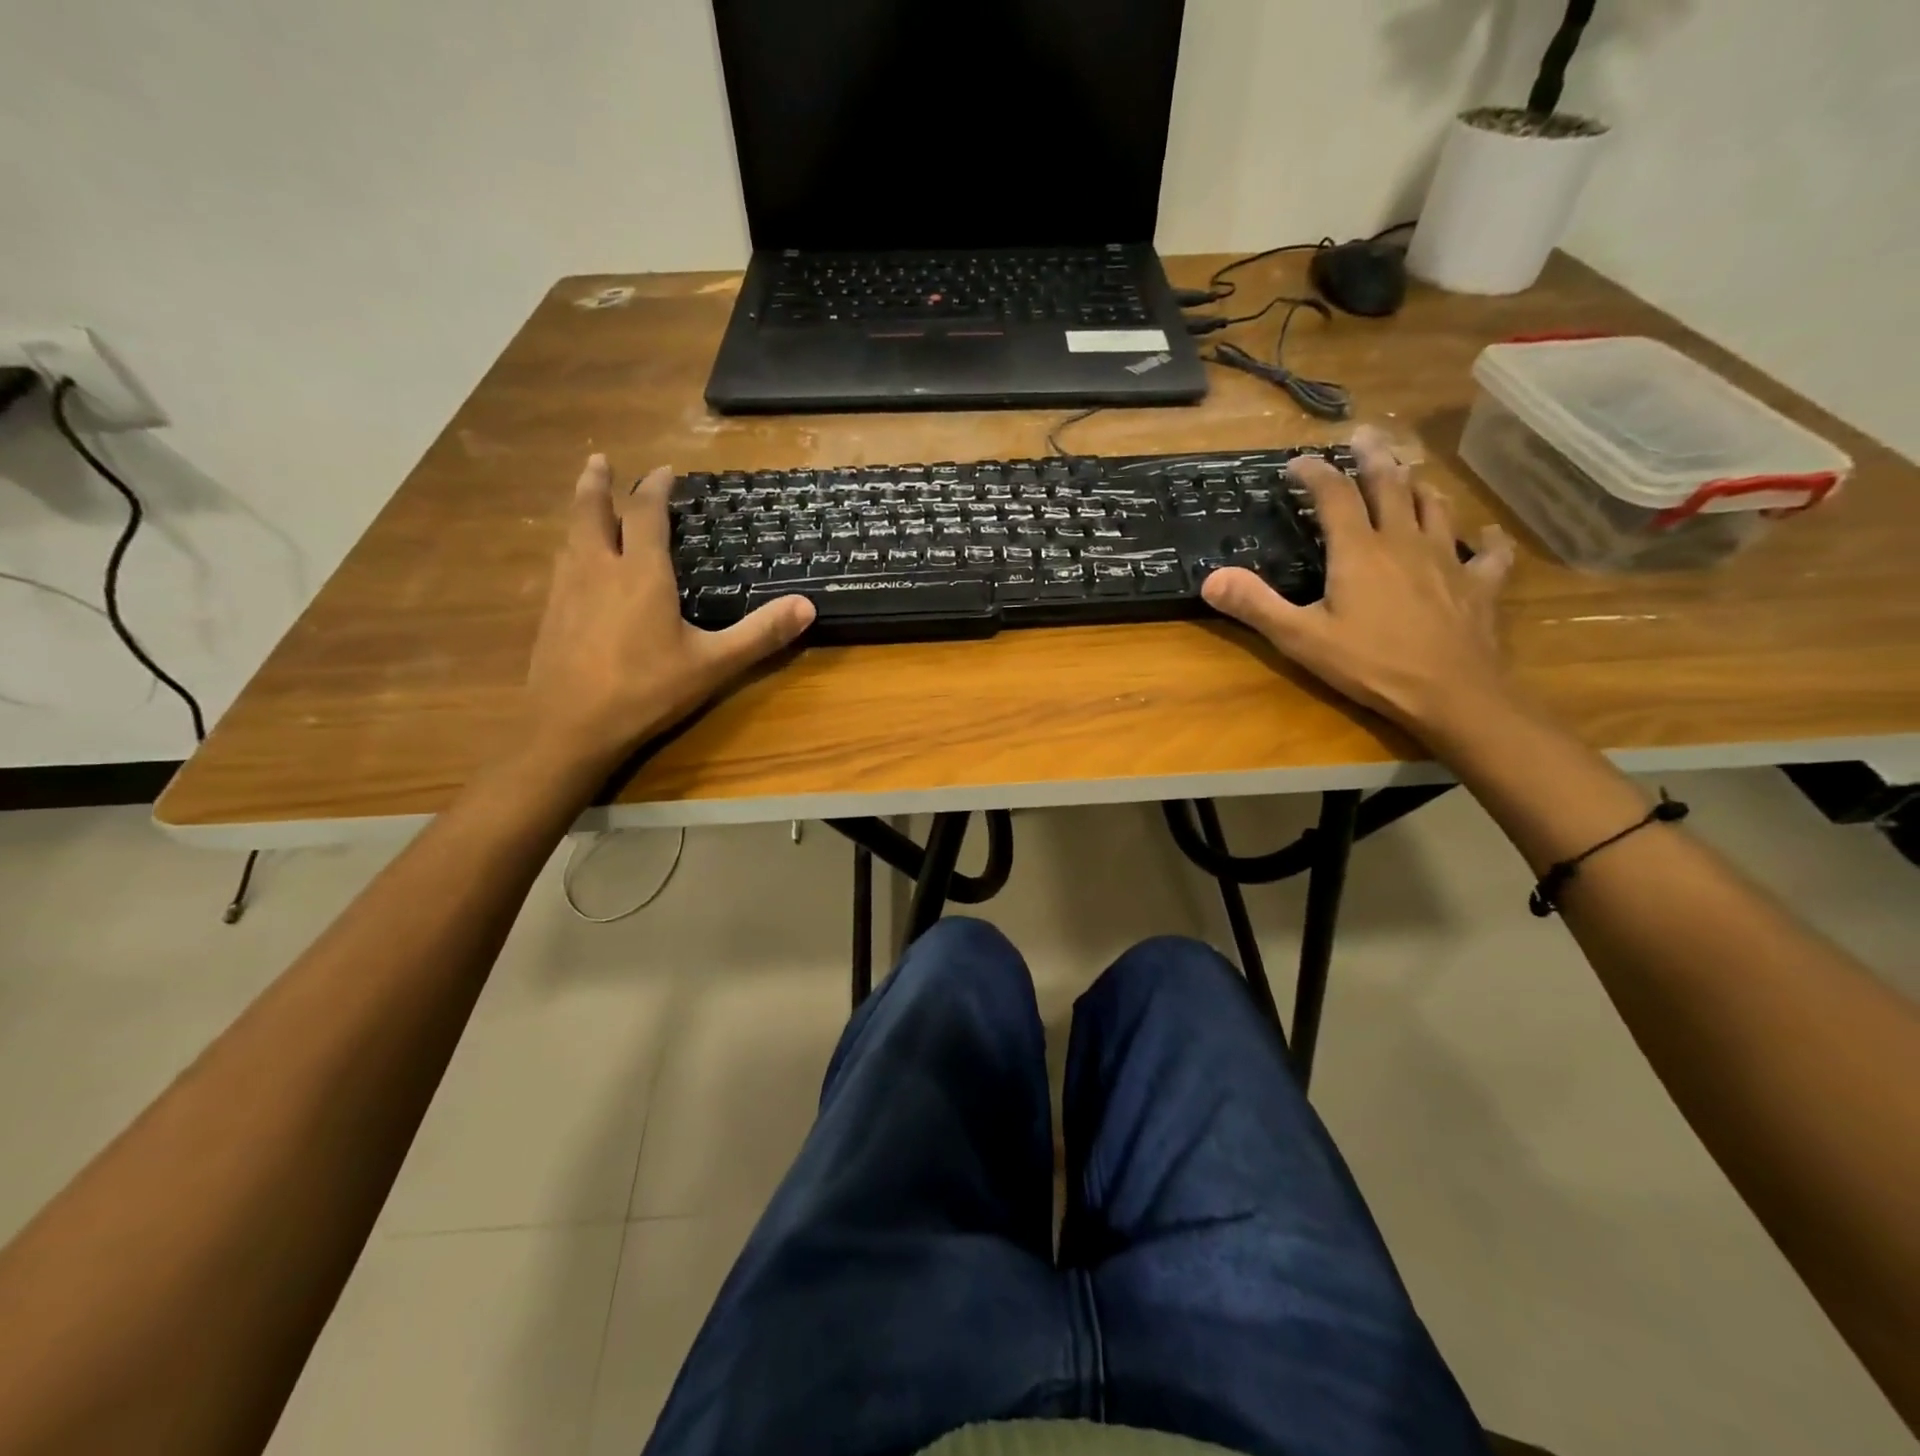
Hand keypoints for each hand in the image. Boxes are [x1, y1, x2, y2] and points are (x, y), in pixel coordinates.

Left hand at [520, 456, 813, 772]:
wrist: (569, 727)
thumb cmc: (646, 690)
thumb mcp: (713, 664)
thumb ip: (760, 634)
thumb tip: (807, 606)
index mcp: (640, 573)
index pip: (646, 514)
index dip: (655, 488)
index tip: (664, 471)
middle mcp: (598, 569)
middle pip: (591, 511)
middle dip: (597, 483)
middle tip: (600, 460)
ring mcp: (567, 591)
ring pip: (570, 536)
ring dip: (580, 512)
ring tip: (588, 504)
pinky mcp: (550, 615)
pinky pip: (562, 565)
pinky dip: (571, 548)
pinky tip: (576, 565)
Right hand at [1201, 426, 1515, 739]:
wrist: (1450, 693)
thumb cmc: (1370, 664)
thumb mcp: (1301, 638)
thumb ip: (1256, 605)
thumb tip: (1210, 579)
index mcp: (1359, 550)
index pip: (1334, 495)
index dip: (1315, 472)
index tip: (1297, 463)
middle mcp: (1404, 541)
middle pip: (1390, 485)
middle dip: (1373, 457)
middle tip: (1364, 435)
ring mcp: (1447, 560)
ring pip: (1435, 507)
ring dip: (1419, 486)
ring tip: (1409, 474)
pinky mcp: (1478, 585)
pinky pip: (1488, 553)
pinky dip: (1486, 538)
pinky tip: (1486, 534)